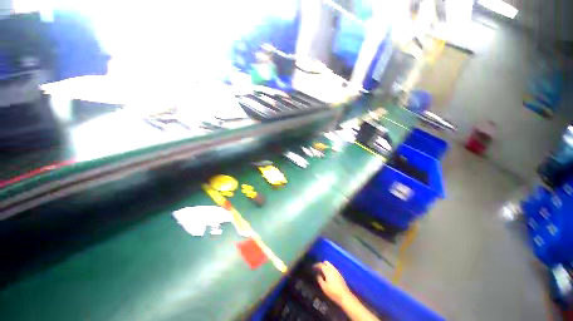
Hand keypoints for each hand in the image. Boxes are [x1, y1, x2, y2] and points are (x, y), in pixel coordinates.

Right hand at [314, 261, 352, 305]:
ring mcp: (337, 271)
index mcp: (328, 271)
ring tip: (322, 272)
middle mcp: (332, 269)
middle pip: (326, 262)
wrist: (345, 296)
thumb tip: (317, 274)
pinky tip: (328, 275)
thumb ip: (319, 279)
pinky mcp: (340, 274)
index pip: (320, 264)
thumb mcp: (324, 287)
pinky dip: (329, 269)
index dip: (316, 265)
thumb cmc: (333, 292)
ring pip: (330, 265)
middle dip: (321, 264)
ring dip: (326, 266)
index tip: (312, 267)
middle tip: (318, 269)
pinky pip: (333, 268)